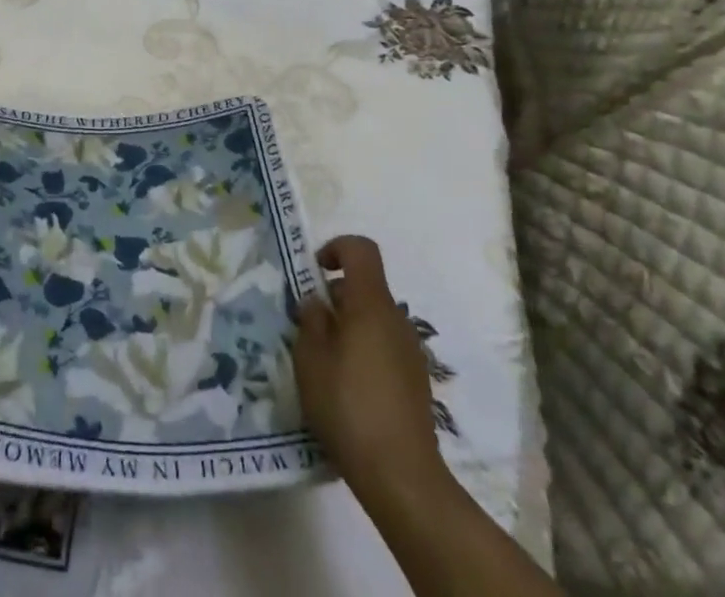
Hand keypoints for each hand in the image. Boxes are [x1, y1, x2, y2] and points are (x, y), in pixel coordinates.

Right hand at [292, 236, 452, 514]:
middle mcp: (396, 319)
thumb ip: (310, 321)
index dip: (335, 248)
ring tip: (324, 363)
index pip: (361, 249)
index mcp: (371, 304)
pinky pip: (385, 347)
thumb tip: (317, 302)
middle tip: (309, 327)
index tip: (314, 272)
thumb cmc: (348, 405)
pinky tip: (348, 389)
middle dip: (335, 297)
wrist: (402, 475)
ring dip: (349, 327)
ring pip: (374, 319)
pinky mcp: (416, 381)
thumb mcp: (310, 359)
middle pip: (365, 286)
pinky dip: (364, 352)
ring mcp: (411, 351)